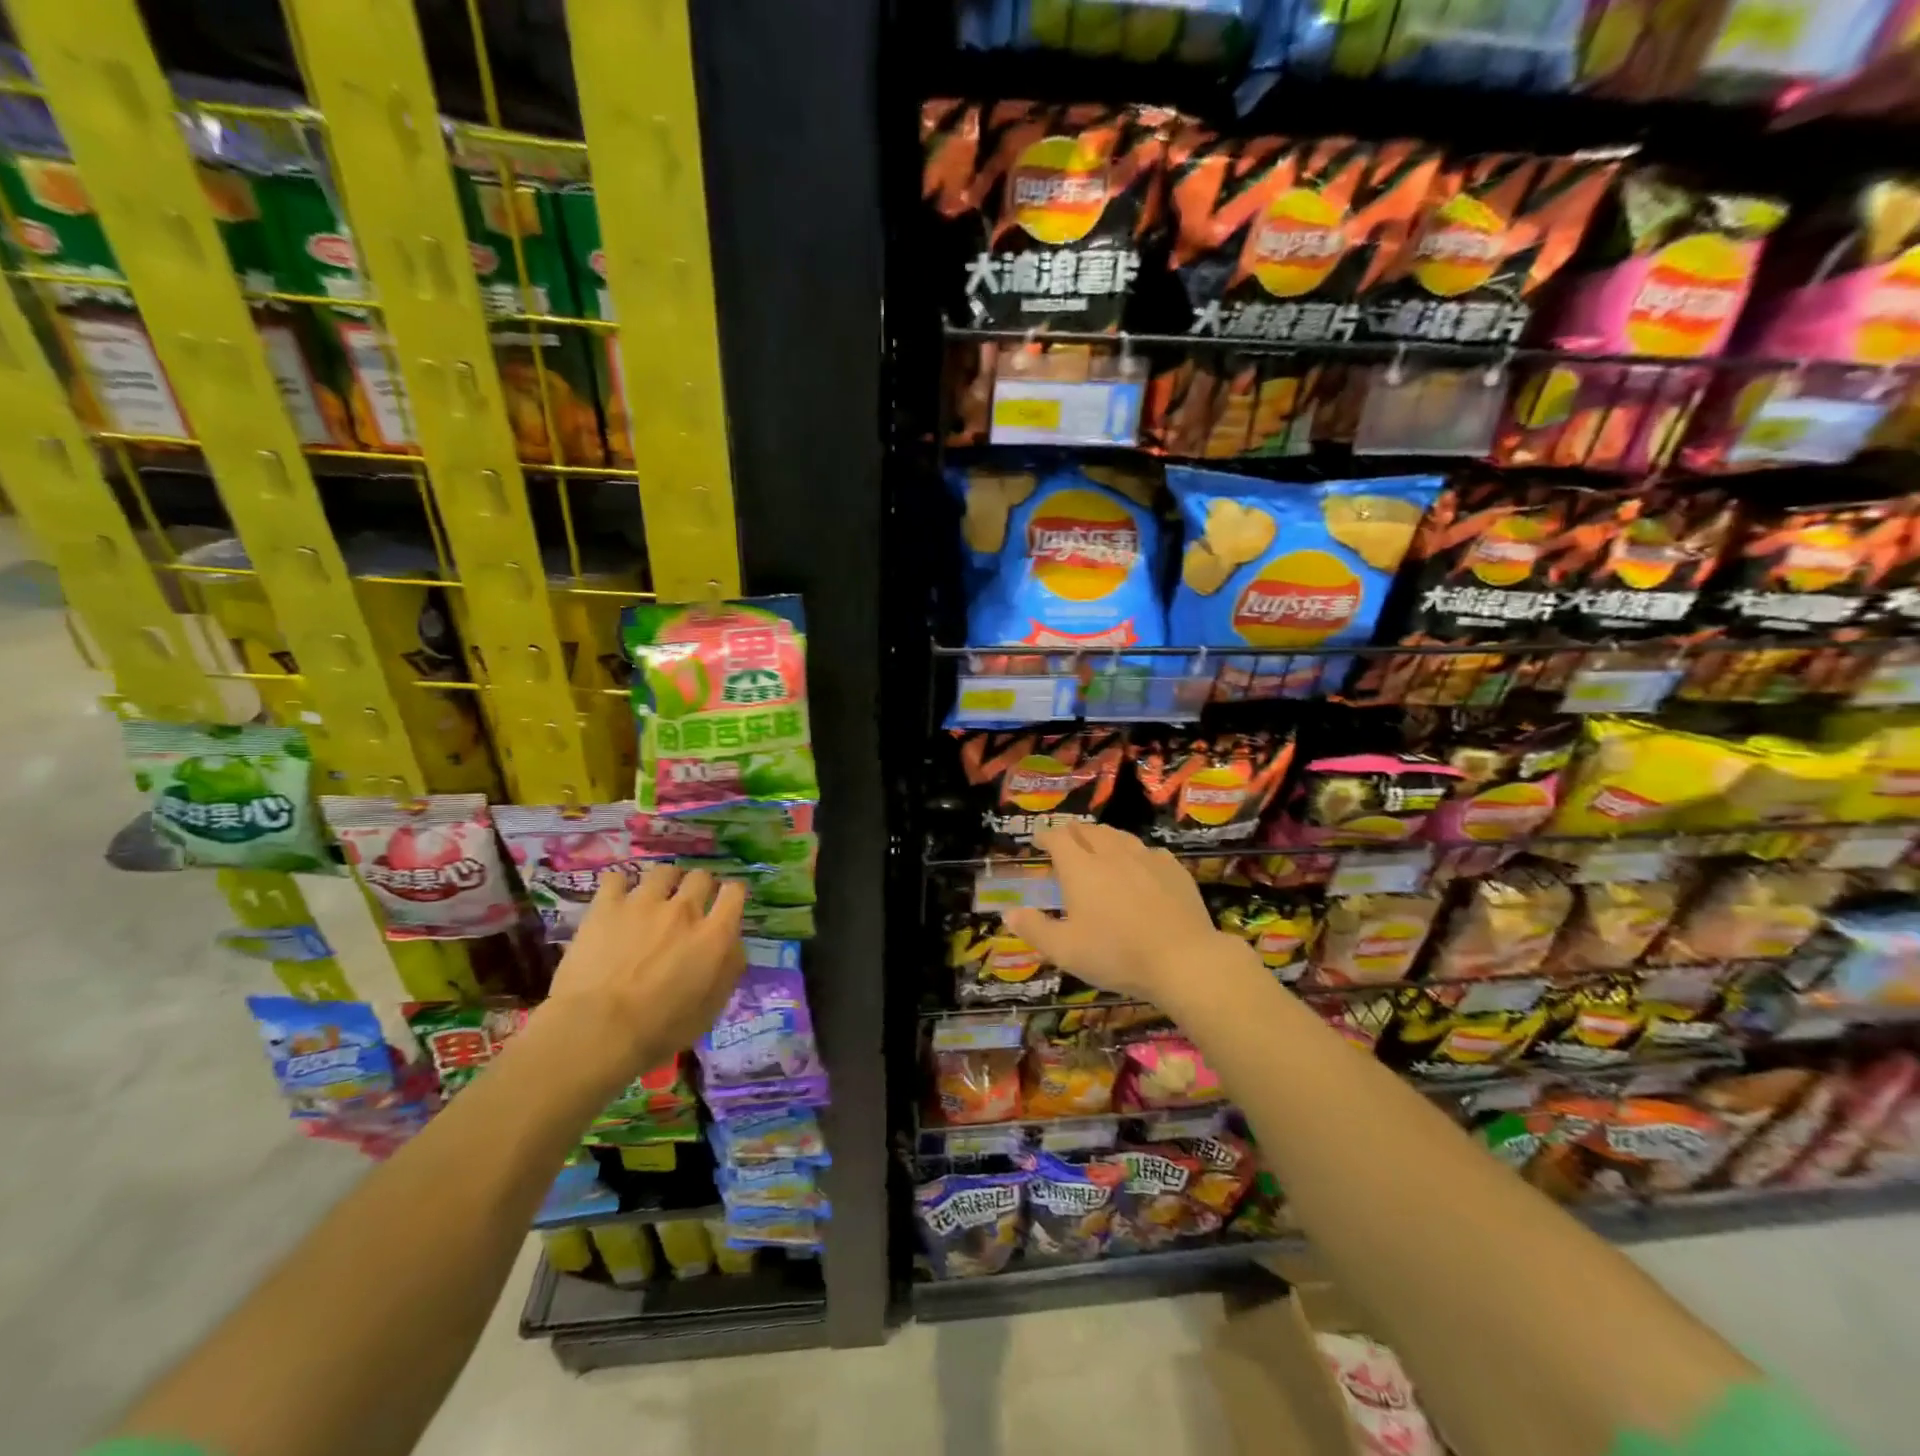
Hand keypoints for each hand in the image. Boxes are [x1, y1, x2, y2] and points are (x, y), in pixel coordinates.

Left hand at [541, 864, 746, 1080]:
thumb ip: (728, 970)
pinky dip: (621, 885)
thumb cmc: (658, 1031)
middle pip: (701, 877)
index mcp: (714, 935)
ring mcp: (644, 903)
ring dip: (666, 881)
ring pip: (664, 871)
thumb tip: (732, 946)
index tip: (725, 906)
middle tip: (690, 905)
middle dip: (700, 887)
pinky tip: (618, 898)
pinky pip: (617, 878)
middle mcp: (684, 910)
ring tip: (656, 896)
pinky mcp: (606, 906)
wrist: (596, 1031)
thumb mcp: (710, 1010)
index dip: (732, 895)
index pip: (735, 892)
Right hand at [1004, 823, 1233, 1005]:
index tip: (1037, 839)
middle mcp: (1111, 853)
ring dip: (1103, 837)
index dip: (1045, 835)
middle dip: (1073, 832)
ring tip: (1099, 846)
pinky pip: (1149, 851)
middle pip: (1089, 831)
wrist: (1183, 959)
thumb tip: (1009, 912)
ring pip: (1119, 836)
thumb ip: (1034, 929)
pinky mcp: (1174, 869)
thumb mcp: (1065, 951)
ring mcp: (1146, 858)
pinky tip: (1139, 865)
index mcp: (1080, 868)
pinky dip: (1135, 853)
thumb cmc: (1116, 954)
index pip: (1058, 838)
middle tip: (1066, 841)